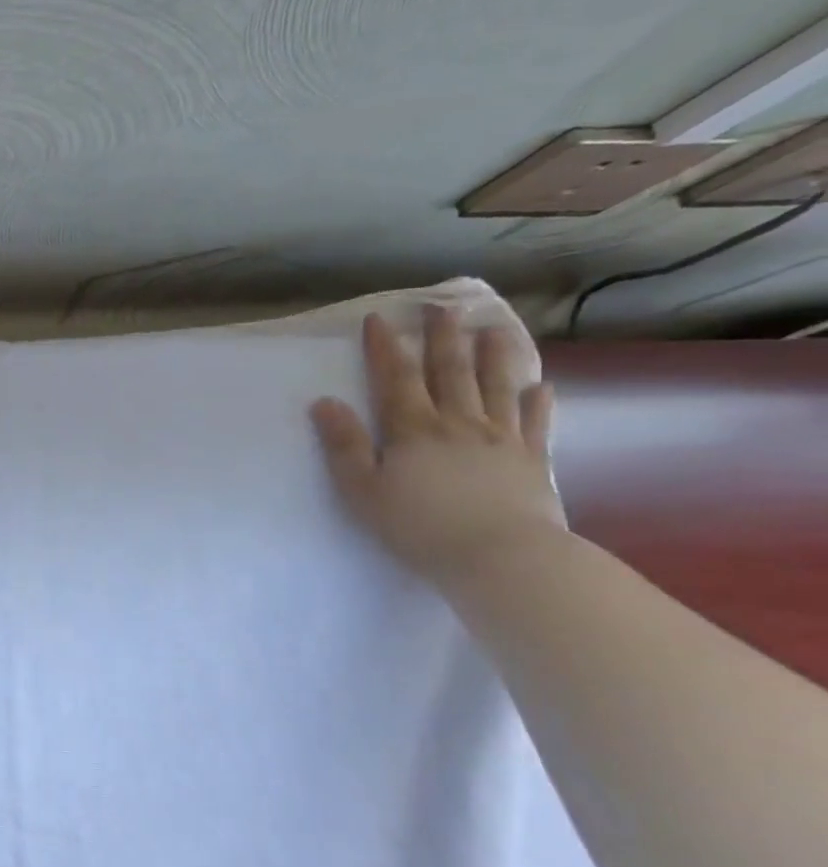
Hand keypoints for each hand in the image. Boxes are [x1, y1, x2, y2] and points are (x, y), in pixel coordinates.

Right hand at [310, 305, 562, 585]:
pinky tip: (541, 386)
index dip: (386, 348)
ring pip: (495, 388)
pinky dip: (539, 403)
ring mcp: (500, 440)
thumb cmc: (420, 527)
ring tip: (493, 328)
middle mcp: (457, 423)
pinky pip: (536, 425)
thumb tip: (324, 402)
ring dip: (493, 356)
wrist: (503, 559)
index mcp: (412, 429)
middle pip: (449, 372)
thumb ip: (344, 445)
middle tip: (442, 308)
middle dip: (442, 338)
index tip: (379, 318)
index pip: (395, 378)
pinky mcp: (533, 462)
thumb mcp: (363, 490)